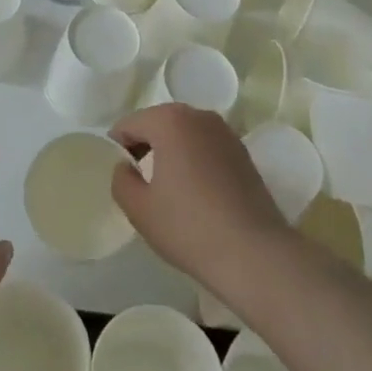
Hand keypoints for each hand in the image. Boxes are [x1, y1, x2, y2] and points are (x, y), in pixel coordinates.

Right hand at [110, 104, 293, 301]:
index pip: (129, 124)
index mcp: (170, 120)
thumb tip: (126, 166)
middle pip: (159, 123)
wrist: (254, 254)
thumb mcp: (139, 208)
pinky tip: (196, 192)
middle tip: (138, 181)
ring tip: (167, 188)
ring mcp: (225, 132)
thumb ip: (120, 179)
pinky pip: (206, 147)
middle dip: (144, 145)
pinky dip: (194, 160)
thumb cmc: (189, 227)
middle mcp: (199, 116)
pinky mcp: (243, 153)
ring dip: (171, 151)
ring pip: (185, 134)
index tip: (118, 175)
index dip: (117, 147)